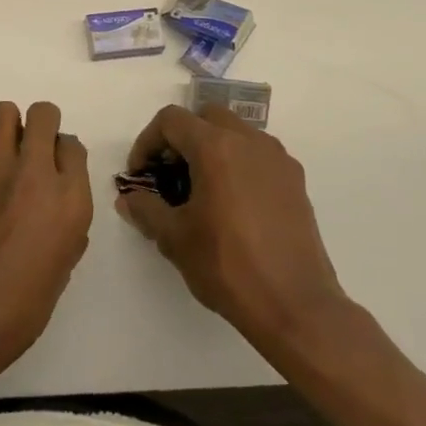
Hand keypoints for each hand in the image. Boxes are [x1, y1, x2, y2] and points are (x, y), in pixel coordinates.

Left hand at [0, 101, 92, 387]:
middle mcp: (37, 174)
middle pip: (43, 114)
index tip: (53, 170)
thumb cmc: (19, 310)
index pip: (73, 146)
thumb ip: (65, 226)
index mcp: (70, 201)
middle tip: (30, 151)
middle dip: (40, 125)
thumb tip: (56, 207)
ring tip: (4, 157)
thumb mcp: (60, 269)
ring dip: (9, 127)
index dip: (62, 155)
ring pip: (5, 113)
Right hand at [118, 104, 351, 360]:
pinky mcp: (296, 182)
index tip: (141, 175)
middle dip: (181, 139)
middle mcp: (249, 141)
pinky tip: (232, 205)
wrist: (296, 307)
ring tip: (200, 190)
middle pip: (205, 118)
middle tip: (169, 175)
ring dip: (211, 148)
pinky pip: (258, 156)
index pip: (171, 121)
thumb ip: (146, 209)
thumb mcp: (174, 239)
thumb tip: (128, 199)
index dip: (147, 142)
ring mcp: (277, 160)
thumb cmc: (228, 266)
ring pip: (235, 133)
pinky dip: (238, 164)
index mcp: (216, 146)